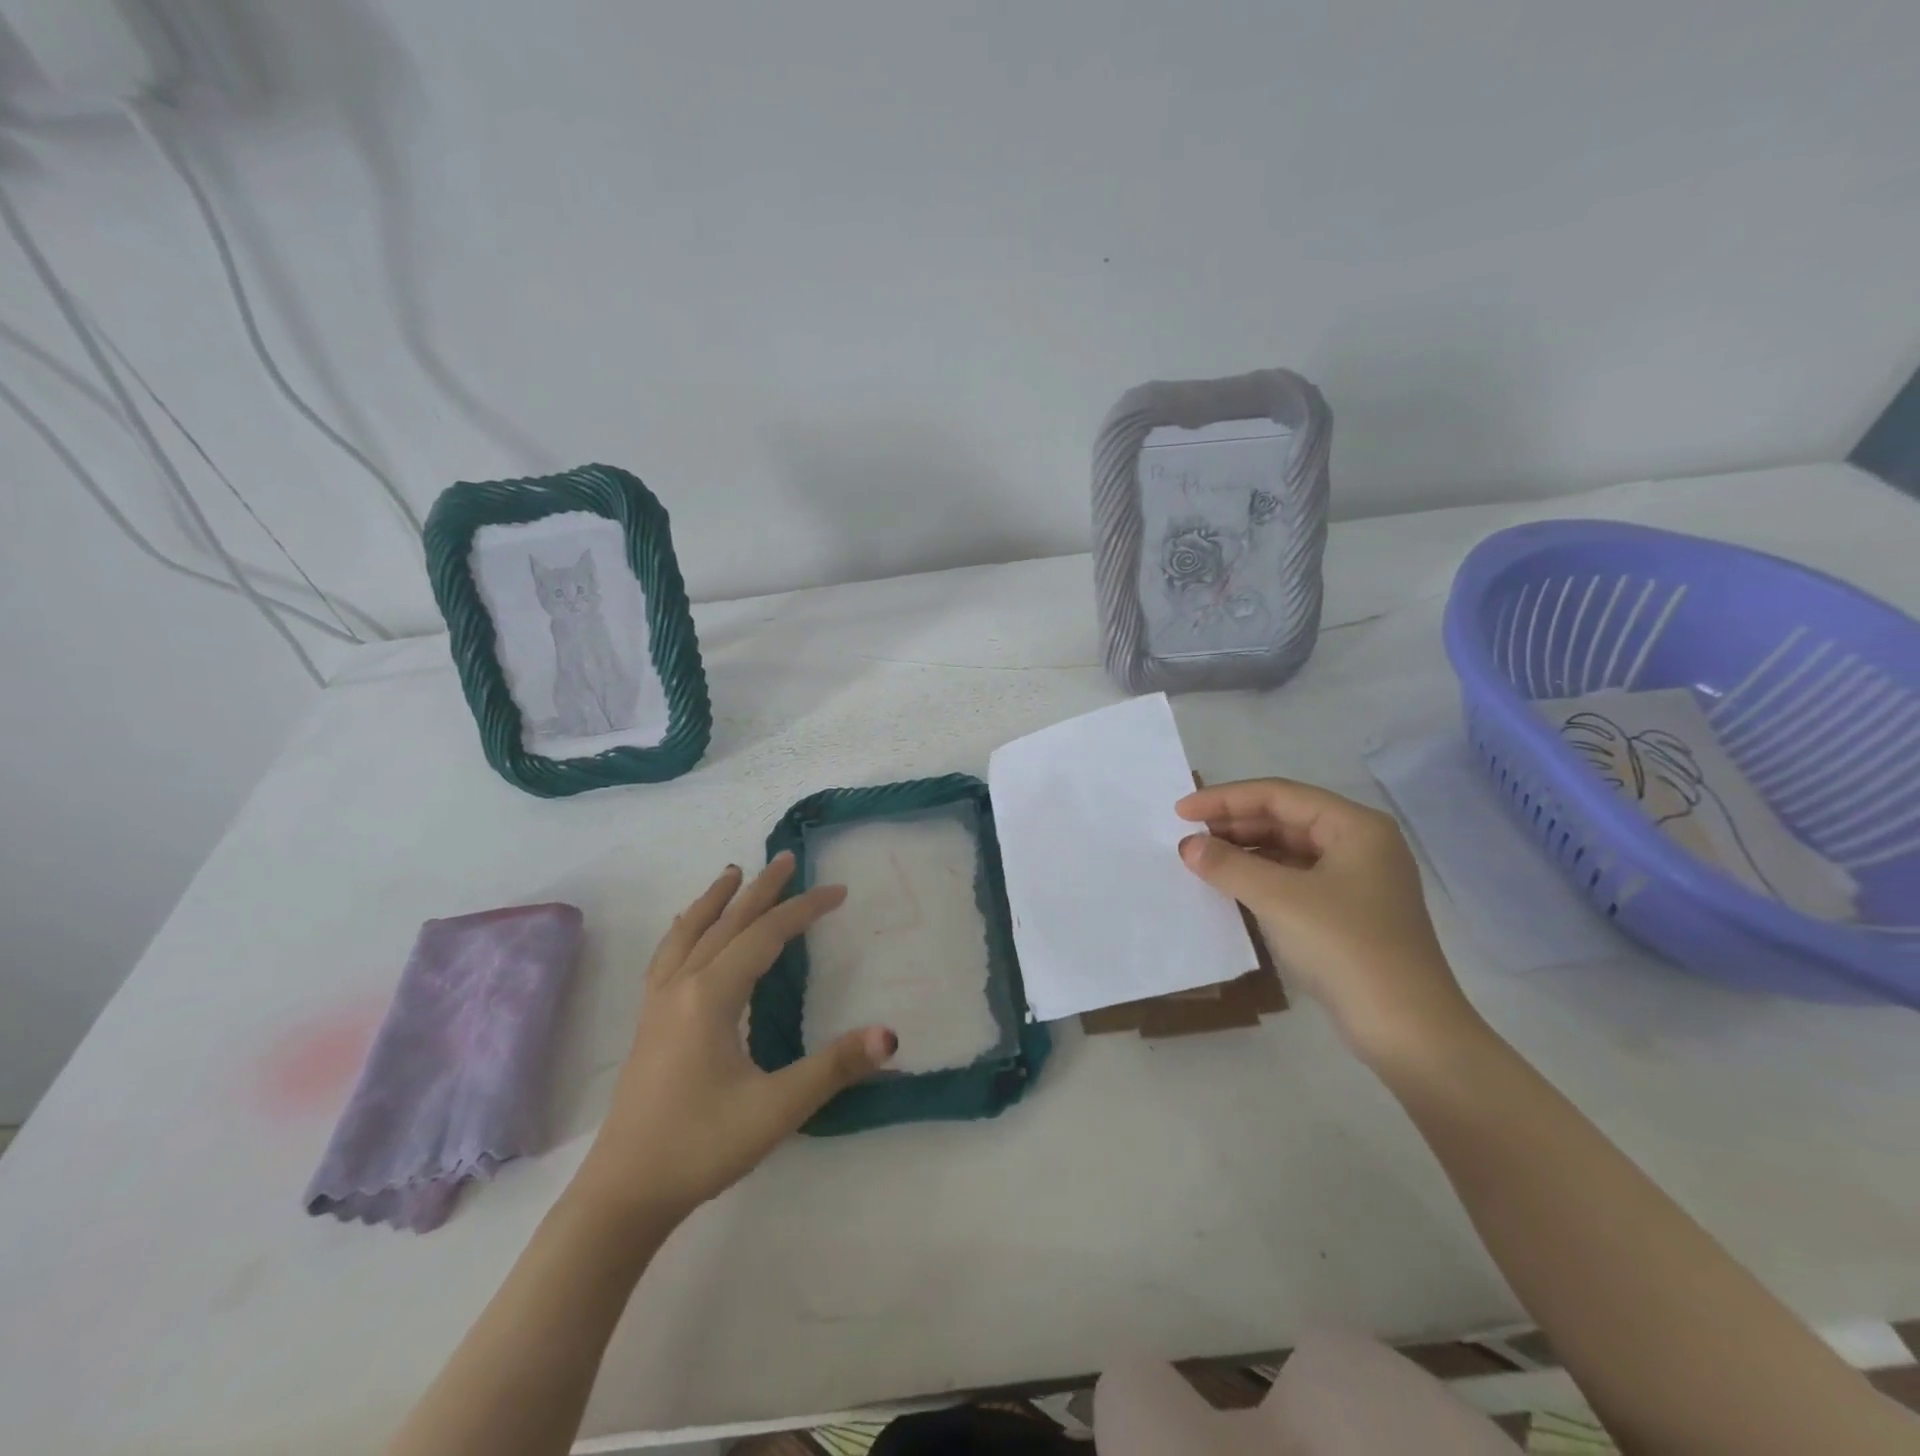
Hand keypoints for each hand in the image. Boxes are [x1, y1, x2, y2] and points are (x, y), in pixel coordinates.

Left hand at [573, 854, 895, 1221]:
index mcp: (711, 995)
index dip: (804, 909)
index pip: (766, 935)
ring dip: (715, 900)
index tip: (838, 891)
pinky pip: (669, 955)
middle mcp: (682, 987)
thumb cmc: (701, 1146)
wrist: (624, 1193)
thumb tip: (890, 1034)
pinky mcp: (648, 1024)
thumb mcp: (777, 1108)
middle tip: (787, 858)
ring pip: (689, 933)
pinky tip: (687, 931)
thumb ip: (834, 1067)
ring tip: (731, 873)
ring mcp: (658, 1004)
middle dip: (760, 889)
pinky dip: (685, 929)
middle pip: (726, 923)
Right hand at [1176, 778, 1479, 1063]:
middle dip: (1234, 824)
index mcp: (1355, 826)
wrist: (1408, 1030)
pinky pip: (1295, 878)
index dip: (1225, 799)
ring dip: (1245, 851)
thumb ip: (1229, 865)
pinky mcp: (1349, 912)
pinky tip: (1231, 885)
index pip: (1279, 795)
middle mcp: (1360, 844)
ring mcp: (1358, 880)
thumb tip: (1188, 846)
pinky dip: (1261, 877)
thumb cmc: (1346, 948)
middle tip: (1186, 836)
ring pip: (1289, 849)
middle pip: (1285, 818)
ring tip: (1201, 858)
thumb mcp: (1279, 899)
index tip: (1180, 812)